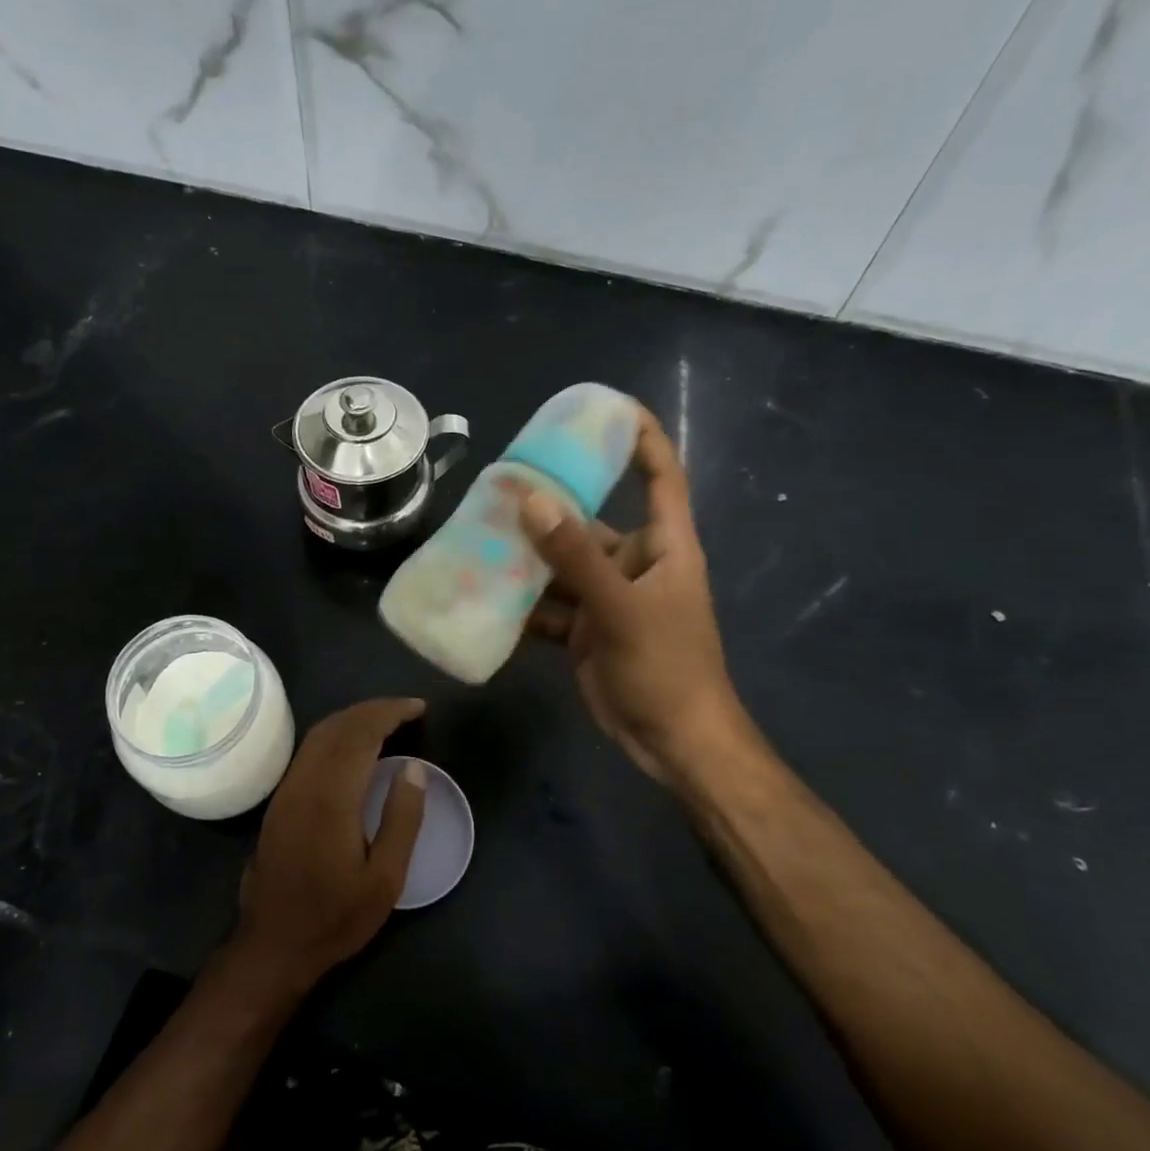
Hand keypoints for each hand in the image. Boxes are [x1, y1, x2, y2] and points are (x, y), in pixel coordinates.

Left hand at [232, 698, 427, 991]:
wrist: (272, 944)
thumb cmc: (335, 917)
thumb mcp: (385, 880)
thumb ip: (402, 820)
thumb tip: (413, 768)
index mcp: (332, 797)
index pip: (362, 734)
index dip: (391, 713)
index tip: (419, 708)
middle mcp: (305, 781)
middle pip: (339, 725)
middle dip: (374, 710)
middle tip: (408, 711)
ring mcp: (288, 788)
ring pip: (320, 734)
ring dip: (353, 718)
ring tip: (387, 721)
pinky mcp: (280, 799)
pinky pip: (310, 749)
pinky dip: (337, 734)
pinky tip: (354, 747)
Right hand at [519, 407, 744, 786]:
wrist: (672, 743)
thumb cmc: (667, 668)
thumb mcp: (622, 608)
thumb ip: (577, 556)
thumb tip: (532, 499)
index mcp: (664, 545)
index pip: (660, 474)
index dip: (639, 436)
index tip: (602, 408)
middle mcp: (634, 562)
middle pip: (590, 518)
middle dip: (549, 503)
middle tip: (500, 482)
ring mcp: (606, 597)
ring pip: (560, 563)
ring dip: (525, 554)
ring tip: (477, 533)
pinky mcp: (583, 628)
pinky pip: (546, 602)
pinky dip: (520, 599)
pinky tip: (483, 590)